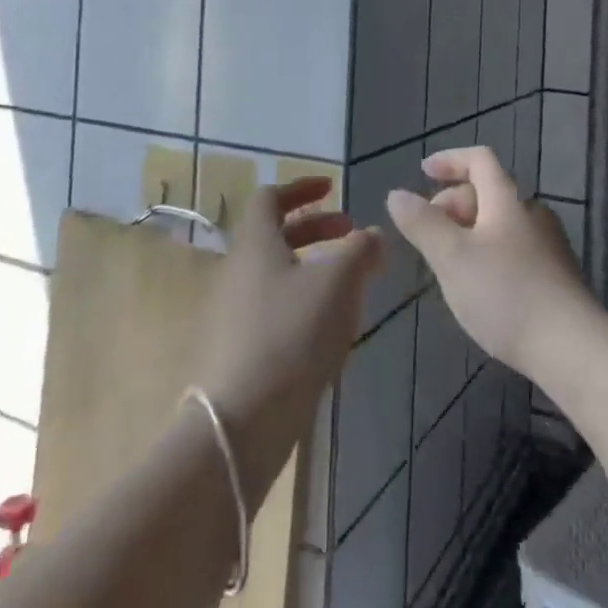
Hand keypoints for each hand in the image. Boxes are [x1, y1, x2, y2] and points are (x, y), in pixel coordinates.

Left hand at [201, 178, 383, 512]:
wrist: (242, 420)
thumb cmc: (292, 334)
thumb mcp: (338, 283)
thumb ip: (361, 250)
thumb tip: (373, 233)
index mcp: (255, 243)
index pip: (270, 197)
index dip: (301, 187)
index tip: (332, 188)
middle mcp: (238, 269)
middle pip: (275, 233)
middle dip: (316, 227)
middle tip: (351, 234)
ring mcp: (234, 310)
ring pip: (276, 270)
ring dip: (312, 264)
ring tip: (349, 281)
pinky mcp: (238, 346)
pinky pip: (272, 304)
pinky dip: (302, 297)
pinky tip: (329, 324)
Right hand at [385, 146, 601, 383]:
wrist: (574, 351)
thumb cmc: (507, 295)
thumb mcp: (452, 258)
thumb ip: (422, 223)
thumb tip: (396, 194)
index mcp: (508, 200)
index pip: (479, 159)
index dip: (449, 160)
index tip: (423, 172)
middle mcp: (532, 214)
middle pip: (488, 192)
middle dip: (452, 204)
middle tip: (427, 234)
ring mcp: (548, 246)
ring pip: (499, 224)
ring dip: (468, 232)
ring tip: (446, 264)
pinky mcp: (556, 277)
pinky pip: (512, 249)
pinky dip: (487, 254)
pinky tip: (478, 288)